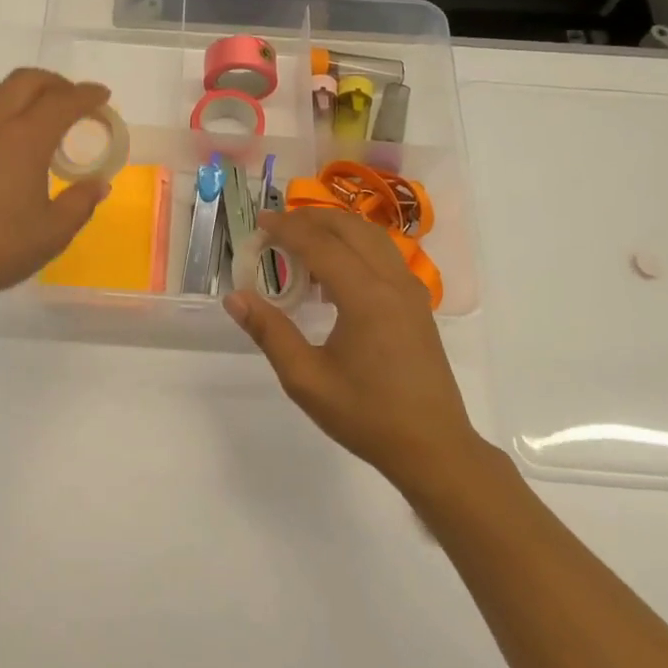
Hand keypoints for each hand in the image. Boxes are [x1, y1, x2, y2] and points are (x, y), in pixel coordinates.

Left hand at [0, 70, 113, 312]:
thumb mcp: (51, 234)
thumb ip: (79, 204)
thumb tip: (97, 184)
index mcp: (24, 138)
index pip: (63, 101)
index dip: (87, 95)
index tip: (102, 96)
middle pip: (26, 81)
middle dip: (56, 83)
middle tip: (74, 100)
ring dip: (23, 90)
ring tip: (39, 114)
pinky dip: (1, 107)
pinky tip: (7, 140)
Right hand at [225, 208, 492, 487]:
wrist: (433, 447)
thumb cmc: (366, 416)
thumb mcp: (306, 380)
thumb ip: (270, 332)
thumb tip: (235, 297)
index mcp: (365, 296)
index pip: (320, 244)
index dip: (286, 228)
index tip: (259, 222)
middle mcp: (392, 282)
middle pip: (350, 228)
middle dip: (311, 219)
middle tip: (276, 228)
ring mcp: (411, 291)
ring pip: (372, 237)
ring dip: (336, 230)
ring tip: (302, 244)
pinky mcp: (418, 304)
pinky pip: (384, 256)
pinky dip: (356, 248)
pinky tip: (335, 275)